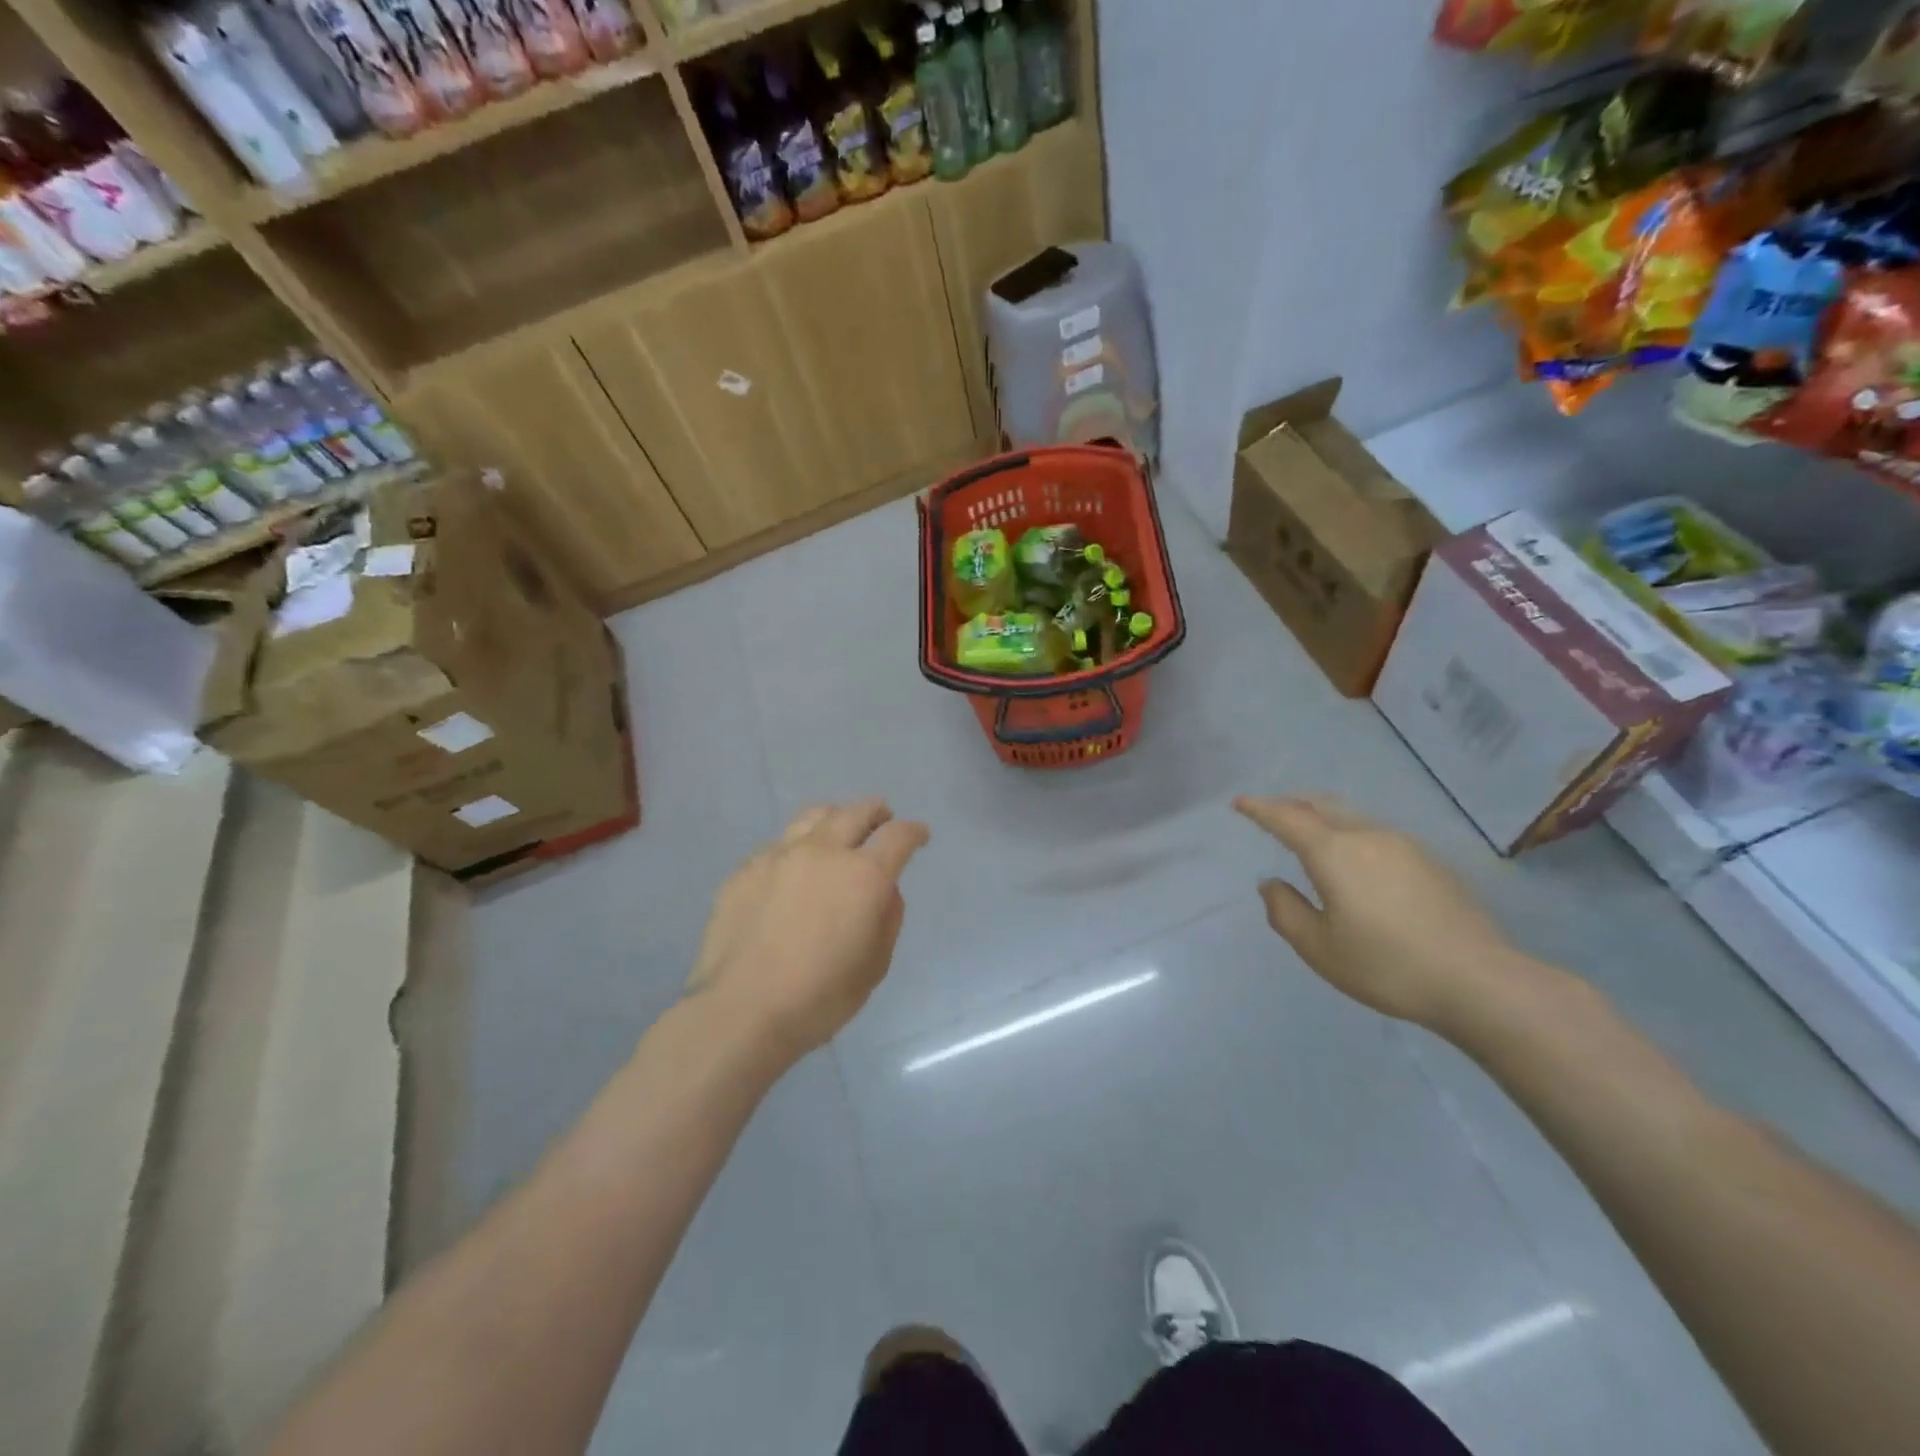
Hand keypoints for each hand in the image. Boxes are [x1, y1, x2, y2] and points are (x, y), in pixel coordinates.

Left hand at [686, 800, 929, 1063]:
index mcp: (863, 875)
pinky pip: (779, 845)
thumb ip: (887, 919)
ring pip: (813, 816)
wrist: (740, 1011)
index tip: (919, 836)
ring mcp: (779, 856)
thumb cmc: (819, 997)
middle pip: (856, 812)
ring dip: (835, 818)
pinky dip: (797, 848)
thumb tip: (883, 891)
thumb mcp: (875, 965)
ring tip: (838, 830)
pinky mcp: (746, 870)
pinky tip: (793, 870)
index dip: (914, 832)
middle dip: (876, 812)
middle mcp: (823, 852)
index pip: (898, 836)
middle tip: (882, 819)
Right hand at [1234, 795, 1525, 1030]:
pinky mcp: (1430, 861)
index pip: (1286, 818)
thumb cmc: (1387, 965)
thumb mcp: (1319, 948)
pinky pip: (1375, 832)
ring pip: (1351, 816)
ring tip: (1308, 830)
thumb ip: (1286, 911)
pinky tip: (1354, 858)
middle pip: (1321, 805)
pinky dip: (1349, 832)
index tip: (1239, 803)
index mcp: (1333, 853)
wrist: (1480, 981)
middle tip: (1269, 811)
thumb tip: (1271, 884)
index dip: (1259, 808)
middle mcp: (1367, 836)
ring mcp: (1404, 845)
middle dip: (1290, 804)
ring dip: (1322, 816)